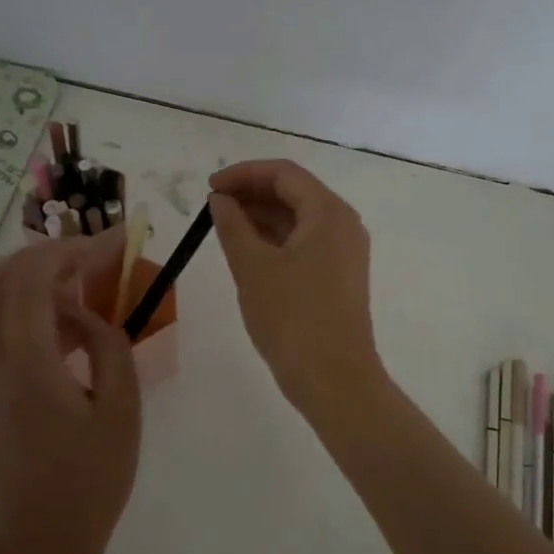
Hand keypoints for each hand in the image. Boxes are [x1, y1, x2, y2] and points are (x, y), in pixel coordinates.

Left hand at [0, 227, 141, 553]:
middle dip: (46, 255)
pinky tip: (59, 331)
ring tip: (79, 292)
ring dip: (30, 281)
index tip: (112, 243)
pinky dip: (19, 312)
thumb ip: (108, 343)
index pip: (32, 278)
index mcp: (26, 367)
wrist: (39, 545)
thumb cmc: (92, 480)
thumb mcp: (122, 409)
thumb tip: (86, 312)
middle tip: (91, 260)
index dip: (71, 249)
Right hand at [209, 159, 386, 412]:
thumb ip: (232, 225)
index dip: (243, 174)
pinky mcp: (339, 275)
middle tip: (213, 206)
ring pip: (299, 218)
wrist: (334, 379)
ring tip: (224, 226)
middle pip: (295, 192)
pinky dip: (275, 239)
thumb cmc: (292, 318)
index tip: (209, 187)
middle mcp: (343, 224)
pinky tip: (248, 250)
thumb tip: (220, 200)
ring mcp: (345, 251)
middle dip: (252, 193)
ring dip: (262, 216)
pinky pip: (305, 242)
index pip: (284, 174)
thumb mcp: (252, 267)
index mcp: (328, 212)